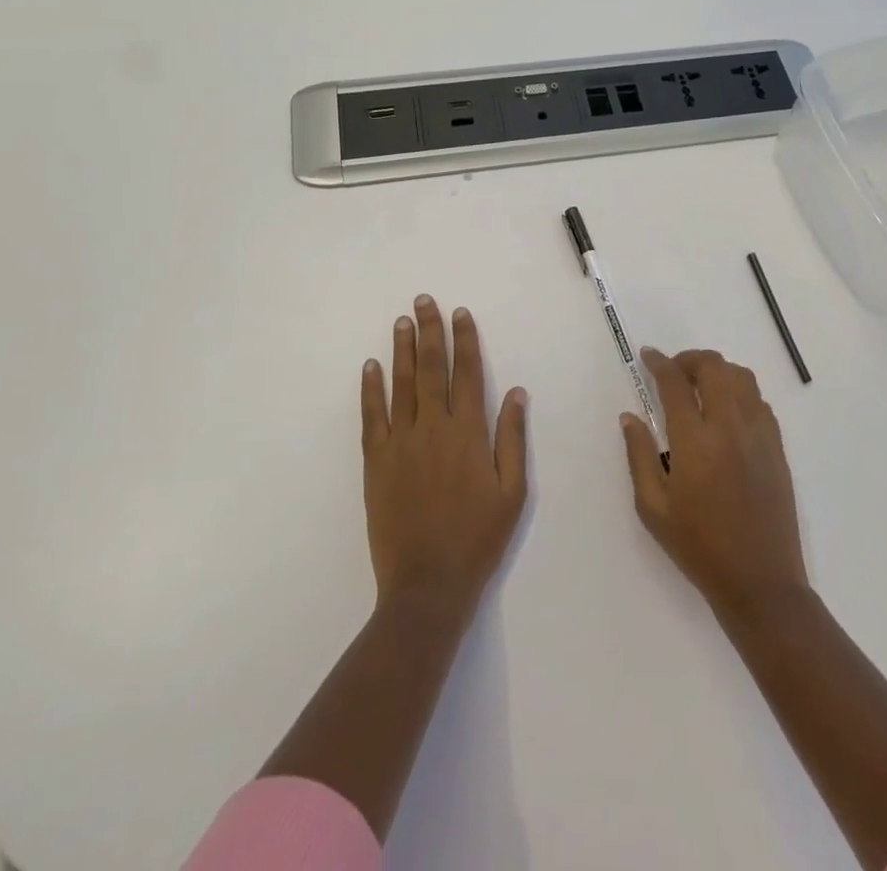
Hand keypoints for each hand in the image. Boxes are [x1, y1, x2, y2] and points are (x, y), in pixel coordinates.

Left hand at [361, 296, 528, 624]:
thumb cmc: (477, 538)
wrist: (427, 585)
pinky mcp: (376, 462)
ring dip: (402, 350)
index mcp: (469, 433)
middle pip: (432, 369)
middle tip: (424, 301)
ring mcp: (400, 443)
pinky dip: (371, 389)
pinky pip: (371, 417)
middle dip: (430, 331)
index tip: (460, 313)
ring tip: (401, 321)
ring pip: (401, 385)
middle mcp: (433, 428)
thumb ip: (512, 438)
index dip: (465, 341)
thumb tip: (515, 392)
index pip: (467, 373)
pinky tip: (371, 366)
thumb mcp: (512, 492)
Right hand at [621, 348, 807, 619]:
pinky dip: (740, 391)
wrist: (761, 582)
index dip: (659, 363)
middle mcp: (730, 427)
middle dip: (689, 360)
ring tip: (700, 386)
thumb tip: (630, 416)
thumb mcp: (653, 508)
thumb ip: (639, 455)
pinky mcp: (777, 447)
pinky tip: (726, 411)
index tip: (648, 356)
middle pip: (713, 367)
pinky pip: (759, 401)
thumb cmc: (699, 547)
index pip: (675, 383)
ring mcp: (759, 435)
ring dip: (717, 371)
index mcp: (696, 441)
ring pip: (741, 377)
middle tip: (673, 372)